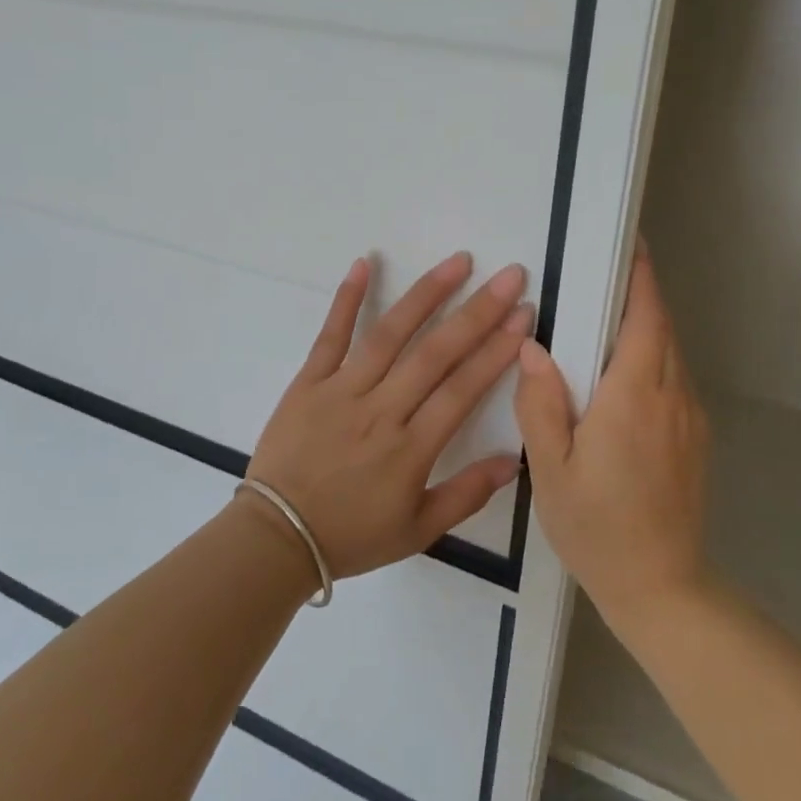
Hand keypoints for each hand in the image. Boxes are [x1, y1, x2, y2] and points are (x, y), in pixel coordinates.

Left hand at [245, 252, 531, 580]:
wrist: (277, 538)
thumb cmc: (351, 535)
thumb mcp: (417, 531)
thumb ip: (466, 495)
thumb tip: (513, 462)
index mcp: (411, 449)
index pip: (463, 389)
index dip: (497, 351)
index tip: (523, 317)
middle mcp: (381, 410)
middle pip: (436, 353)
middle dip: (478, 312)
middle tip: (510, 276)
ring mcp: (342, 391)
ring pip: (389, 335)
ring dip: (426, 294)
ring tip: (458, 262)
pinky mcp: (308, 382)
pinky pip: (330, 335)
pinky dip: (346, 298)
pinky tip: (364, 262)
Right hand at [514, 247, 709, 630]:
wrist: (661, 587)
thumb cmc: (597, 527)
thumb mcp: (551, 468)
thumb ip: (541, 402)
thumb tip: (533, 346)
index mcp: (634, 397)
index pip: (646, 318)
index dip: (641, 278)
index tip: (631, 245)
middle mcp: (671, 397)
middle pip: (662, 329)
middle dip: (639, 296)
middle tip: (603, 277)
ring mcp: (690, 419)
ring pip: (671, 354)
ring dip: (645, 329)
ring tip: (605, 321)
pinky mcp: (696, 438)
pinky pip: (673, 381)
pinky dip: (652, 360)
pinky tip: (621, 378)